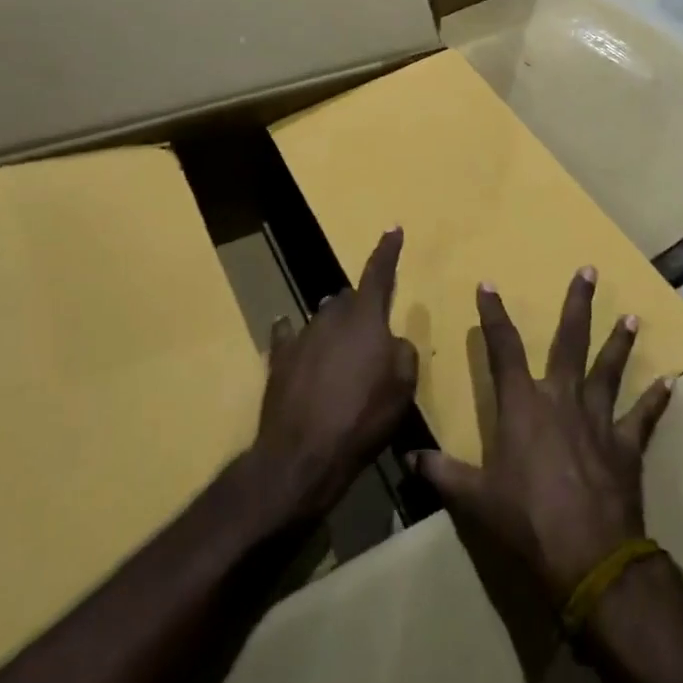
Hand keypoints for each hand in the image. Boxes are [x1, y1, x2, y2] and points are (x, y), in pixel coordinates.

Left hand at [253, 227, 418, 521]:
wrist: (303, 454)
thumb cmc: (363, 417)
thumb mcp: (403, 386)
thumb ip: (403, 352)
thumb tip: (391, 342)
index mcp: (366, 318)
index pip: (380, 274)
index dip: (388, 251)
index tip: (393, 228)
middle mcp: (332, 317)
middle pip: (348, 299)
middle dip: (361, 307)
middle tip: (371, 332)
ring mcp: (302, 336)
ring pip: (323, 319)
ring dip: (334, 329)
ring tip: (342, 354)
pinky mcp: (279, 360)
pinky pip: (289, 338)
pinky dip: (296, 337)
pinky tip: (291, 336)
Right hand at [414, 268, 672, 603]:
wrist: (587, 556)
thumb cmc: (526, 520)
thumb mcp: (474, 499)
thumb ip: (442, 473)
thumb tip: (408, 457)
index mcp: (523, 405)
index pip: (503, 349)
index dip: (493, 315)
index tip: (489, 285)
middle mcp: (562, 399)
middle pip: (570, 341)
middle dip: (578, 305)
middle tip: (590, 271)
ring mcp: (599, 419)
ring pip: (609, 369)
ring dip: (620, 342)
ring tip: (632, 316)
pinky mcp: (626, 445)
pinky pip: (644, 417)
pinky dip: (657, 400)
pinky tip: (671, 382)